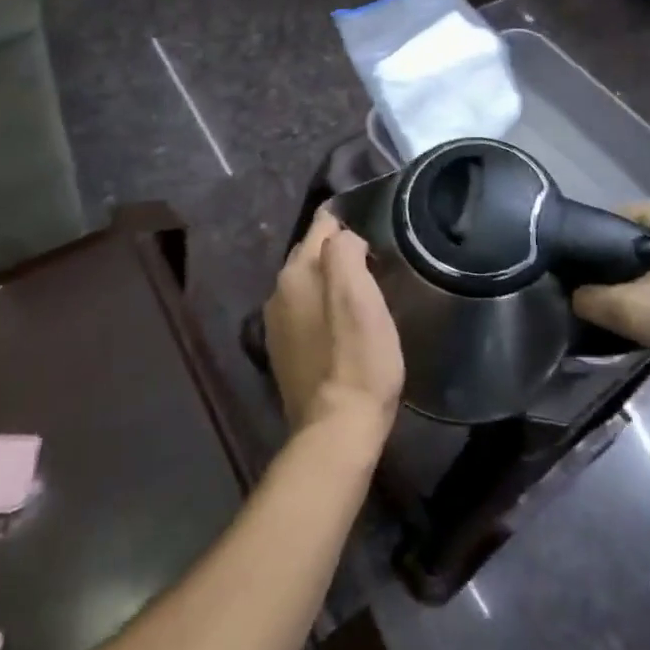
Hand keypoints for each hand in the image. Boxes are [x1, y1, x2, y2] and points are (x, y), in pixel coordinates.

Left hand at [262, 208, 404, 450]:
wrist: (337, 427)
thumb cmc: (358, 357)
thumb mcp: (360, 294)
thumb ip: (345, 251)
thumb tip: (343, 236)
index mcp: (296, 272)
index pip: (321, 227)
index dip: (346, 222)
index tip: (372, 227)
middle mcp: (278, 292)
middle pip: (311, 254)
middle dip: (337, 249)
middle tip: (373, 257)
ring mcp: (277, 324)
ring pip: (307, 284)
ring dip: (329, 280)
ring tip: (362, 288)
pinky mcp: (284, 352)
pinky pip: (304, 312)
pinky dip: (322, 308)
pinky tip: (342, 323)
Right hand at [572, 198, 649, 397]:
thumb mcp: (634, 312)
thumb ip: (591, 298)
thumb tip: (573, 294)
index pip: (618, 217)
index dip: (595, 246)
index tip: (586, 278)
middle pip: (642, 234)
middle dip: (623, 264)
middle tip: (609, 296)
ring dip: (648, 276)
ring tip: (636, 305)